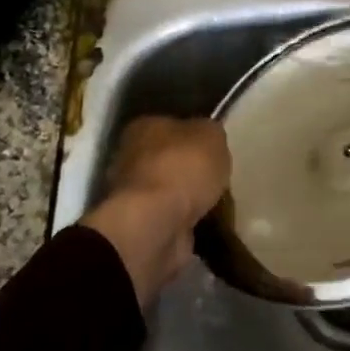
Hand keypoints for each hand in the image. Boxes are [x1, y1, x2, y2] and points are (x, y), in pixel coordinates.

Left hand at [80, 116, 230, 308]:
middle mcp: (131, 157)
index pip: (172, 125)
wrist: (156, 224)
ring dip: (189, 198)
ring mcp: (134, 194)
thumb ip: (211, 133)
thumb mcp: (212, 136)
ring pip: (170, 191)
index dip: (195, 136)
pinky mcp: (141, 225)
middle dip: (191, 170)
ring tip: (219, 204)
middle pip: (169, 159)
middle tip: (218, 178)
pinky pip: (172, 218)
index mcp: (144, 127)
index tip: (214, 149)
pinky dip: (187, 221)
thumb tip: (209, 139)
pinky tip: (207, 223)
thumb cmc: (182, 169)